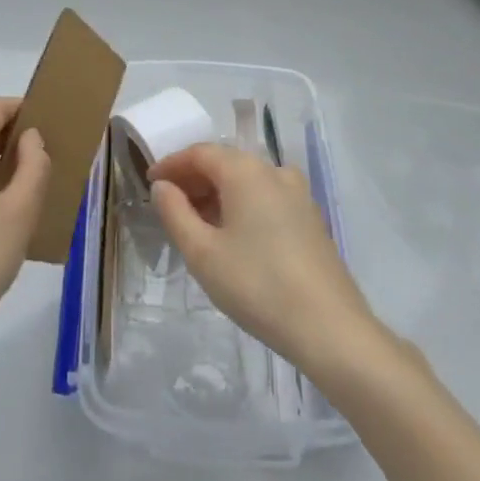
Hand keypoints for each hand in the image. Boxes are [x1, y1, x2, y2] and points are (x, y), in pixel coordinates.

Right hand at [148, 142, 377, 373]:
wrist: (330, 328)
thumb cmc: (257, 285)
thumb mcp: (202, 253)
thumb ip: (175, 213)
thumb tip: (163, 186)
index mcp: (246, 170)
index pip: (200, 153)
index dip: (171, 164)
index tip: (149, 183)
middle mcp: (274, 171)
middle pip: (225, 163)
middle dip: (193, 180)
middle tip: (168, 205)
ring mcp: (298, 194)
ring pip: (247, 181)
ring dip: (217, 194)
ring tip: (195, 224)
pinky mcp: (310, 218)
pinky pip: (266, 198)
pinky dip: (241, 206)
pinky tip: (231, 236)